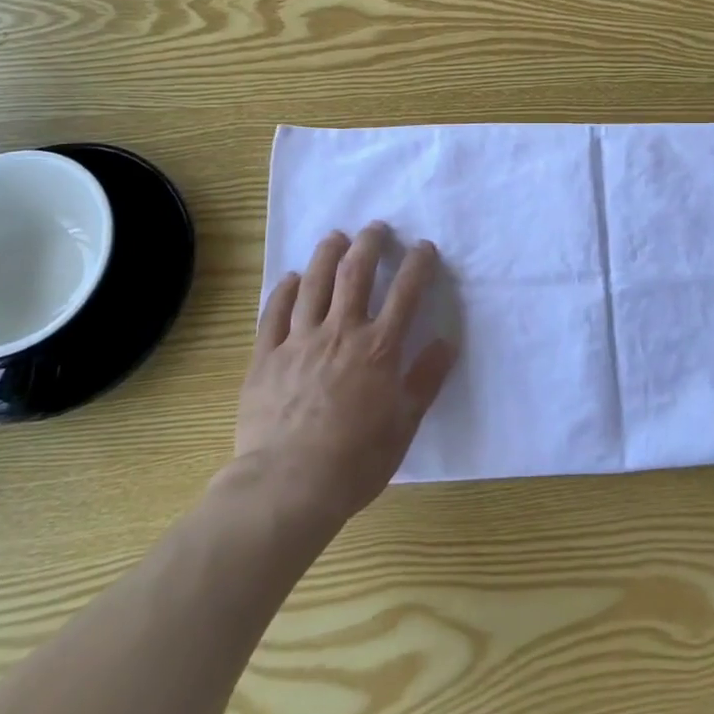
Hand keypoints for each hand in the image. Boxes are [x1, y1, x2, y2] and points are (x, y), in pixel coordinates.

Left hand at [236, 224, 456, 524]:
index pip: (405, 292)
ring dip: (327, 254)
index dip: (418, 264)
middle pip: (356, 274)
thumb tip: (447, 342)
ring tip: (335, 237)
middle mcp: (340, 332)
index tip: (424, 247)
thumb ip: (426, 379)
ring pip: (314, 283)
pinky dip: (285, 289)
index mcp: (379, 348)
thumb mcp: (404, 425)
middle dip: (369, 244)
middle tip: (375, 228)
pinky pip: (274, 312)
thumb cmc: (354, 461)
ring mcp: (299, 341)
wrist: (286, 486)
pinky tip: (291, 278)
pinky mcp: (266, 356)